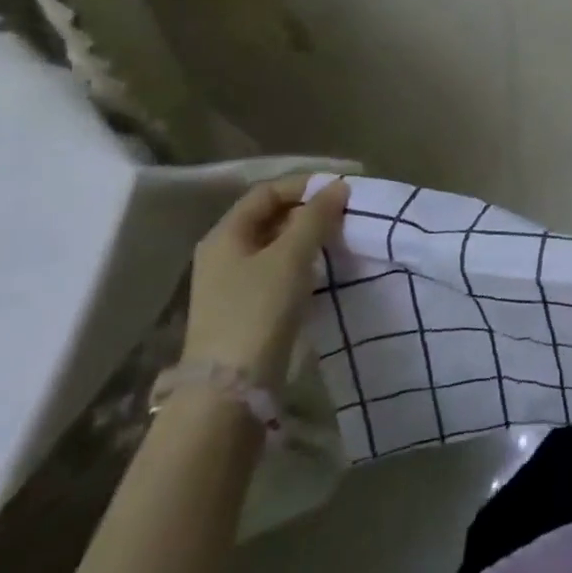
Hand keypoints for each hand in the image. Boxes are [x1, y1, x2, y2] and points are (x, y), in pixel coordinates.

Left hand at [183, 175, 349, 387]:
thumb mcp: (291, 256)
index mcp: (225, 235)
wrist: (231, 388)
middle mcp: (224, 254)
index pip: (267, 192)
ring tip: (342, 236)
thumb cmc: (258, 310)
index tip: (342, 188)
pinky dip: (303, 261)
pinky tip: (325, 267)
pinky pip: (278, 270)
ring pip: (277, 244)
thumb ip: (316, 217)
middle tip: (347, 212)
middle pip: (271, 216)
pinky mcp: (247, 308)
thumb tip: (338, 186)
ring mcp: (233, 283)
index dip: (304, 184)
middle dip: (309, 210)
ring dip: (309, 236)